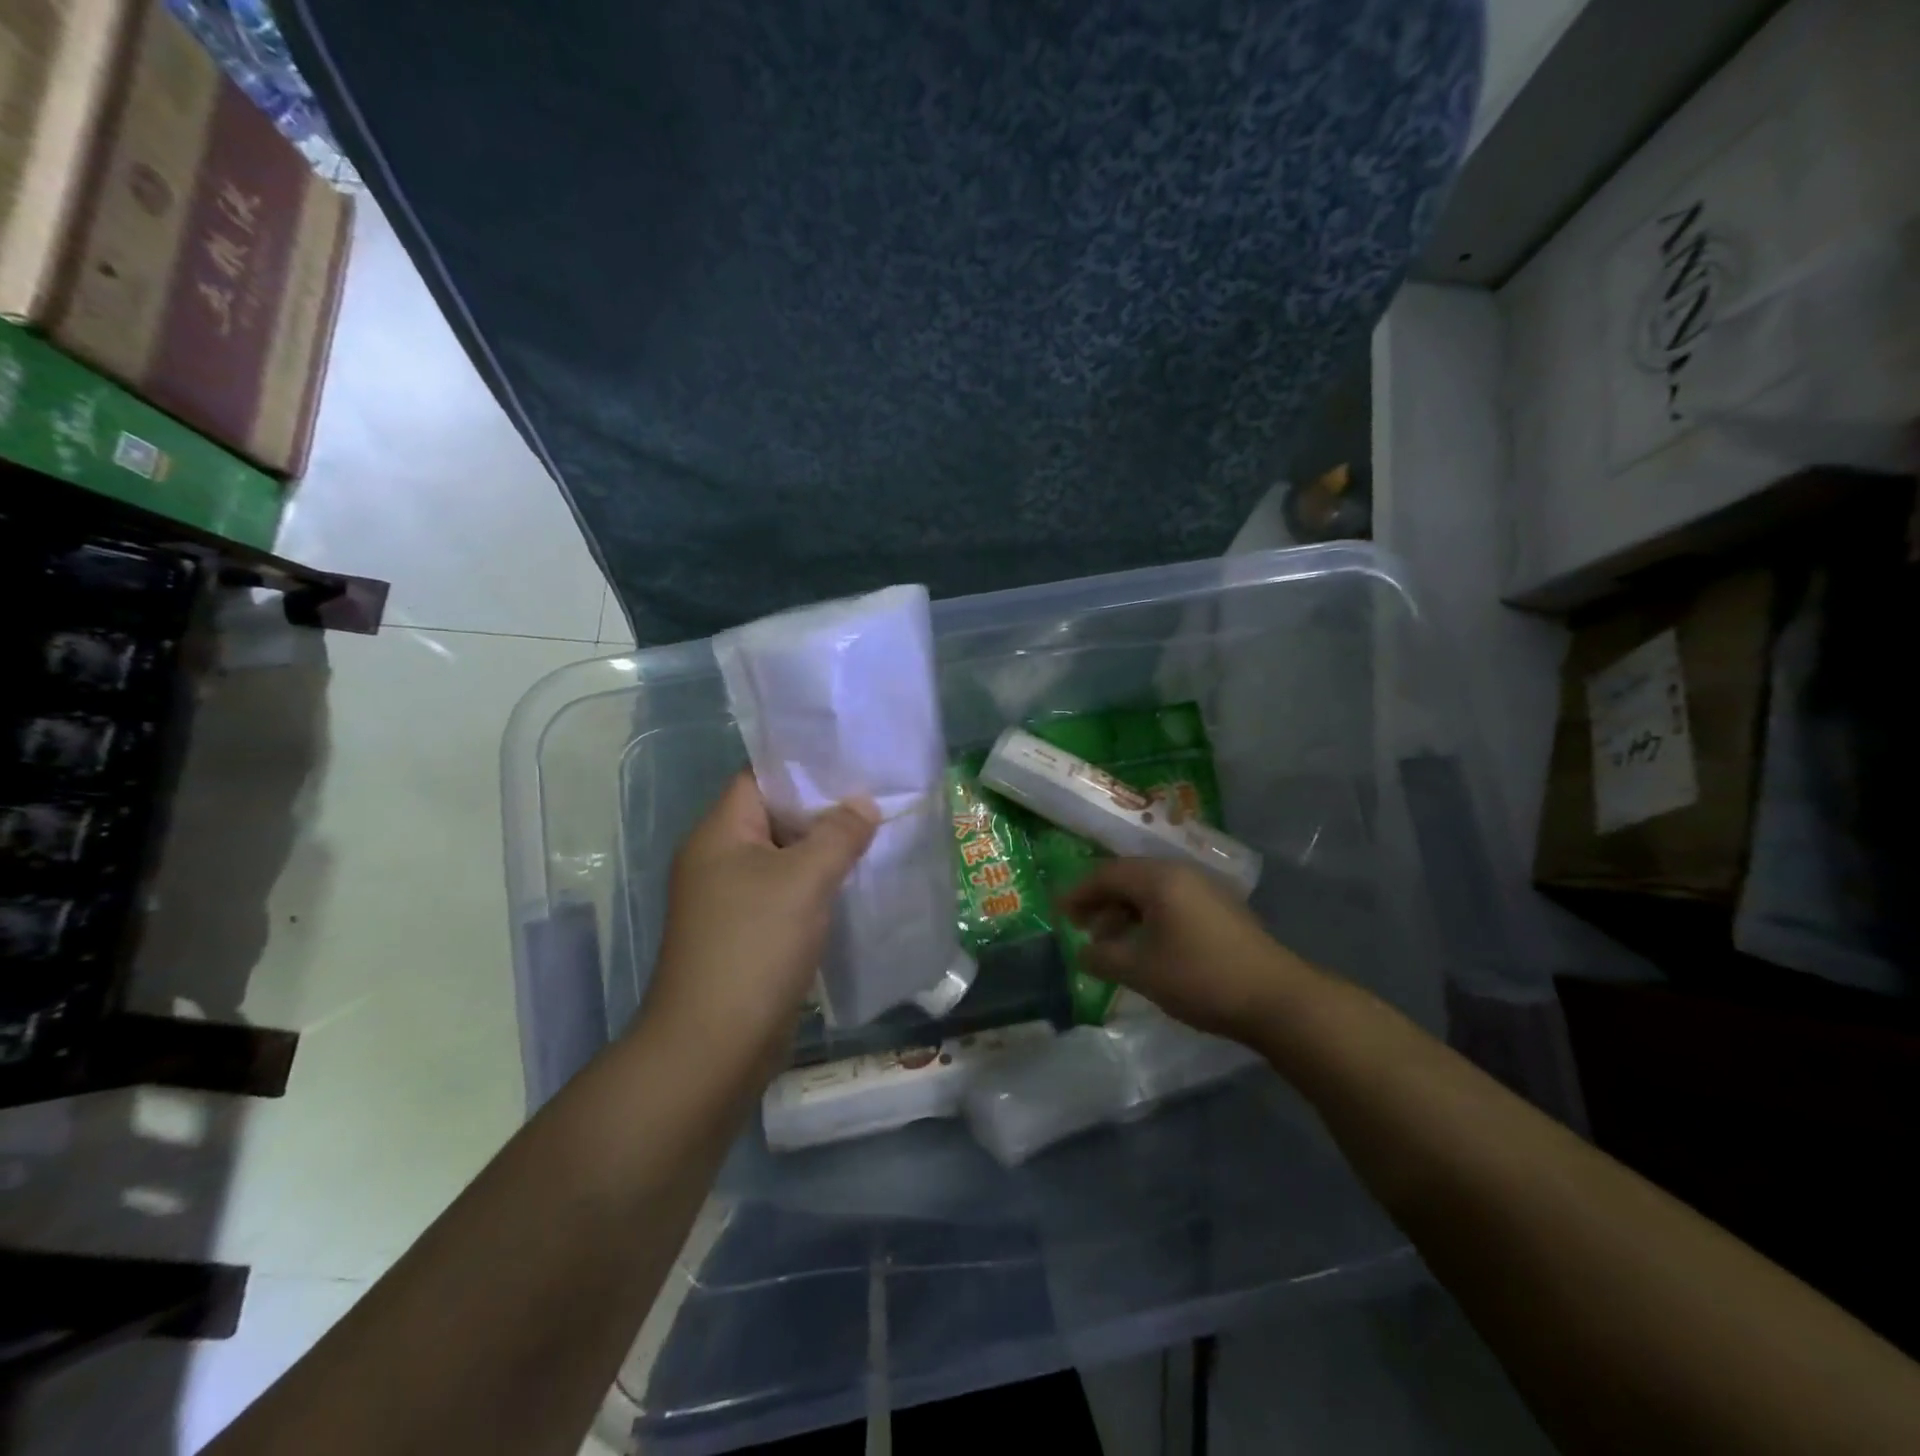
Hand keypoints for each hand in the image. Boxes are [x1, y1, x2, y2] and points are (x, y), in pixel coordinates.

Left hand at [640, 773, 877, 1075]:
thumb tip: (863, 804)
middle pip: (776, 818)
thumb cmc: (754, 946)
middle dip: (825, 809)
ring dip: (825, 851)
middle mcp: (719, 861)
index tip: (852, 762)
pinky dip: (818, 888)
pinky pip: (788, 895)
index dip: (804, 767)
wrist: (714, 1047)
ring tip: (877, 835)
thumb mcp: (803, 880)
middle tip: (877, 797)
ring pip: (785, 860)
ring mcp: (732, 901)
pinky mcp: (748, 935)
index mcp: (719, 834)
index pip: (759, 778)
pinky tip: (857, 885)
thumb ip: (838, 834)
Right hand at [1056, 859, 1317, 1044]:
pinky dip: (1150, 919)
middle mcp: (1182, 873)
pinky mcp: (1222, 910)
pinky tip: (1146, 948)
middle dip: (1101, 902)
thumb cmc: (1200, 977)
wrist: (1277, 999)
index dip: (1078, 892)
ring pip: (1152, 891)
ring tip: (1111, 945)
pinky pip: (1172, 902)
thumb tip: (1081, 952)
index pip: (1106, 873)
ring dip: (1125, 913)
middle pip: (1129, 878)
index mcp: (1160, 878)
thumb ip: (1104, 958)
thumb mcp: (1141, 971)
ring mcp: (1206, 889)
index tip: (1058, 912)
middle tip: (1081, 929)